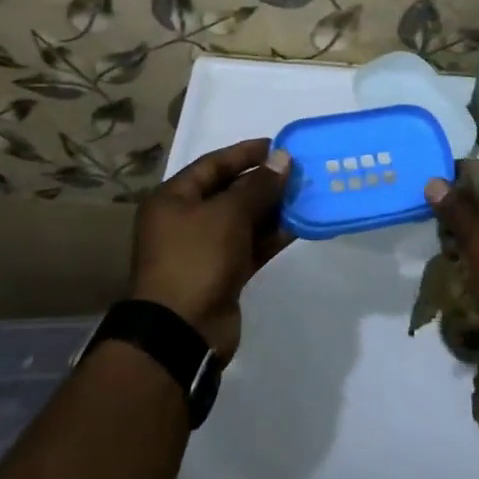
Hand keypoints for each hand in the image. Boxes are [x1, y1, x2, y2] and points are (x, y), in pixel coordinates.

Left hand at [130, 139, 292, 361]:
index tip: (278, 146)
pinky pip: (249, 245)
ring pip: (243, 219)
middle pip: (229, 191)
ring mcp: (204, 249)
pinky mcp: (222, 273)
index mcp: (173, 199)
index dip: (245, 153)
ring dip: (272, 208)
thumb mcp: (228, 214)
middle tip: (298, 171)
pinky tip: (299, 224)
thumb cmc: (197, 259)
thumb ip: (258, 185)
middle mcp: (185, 220)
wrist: (181, 333)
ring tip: (305, 194)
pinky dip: (271, 235)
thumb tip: (283, 158)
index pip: (213, 164)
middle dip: (263, 181)